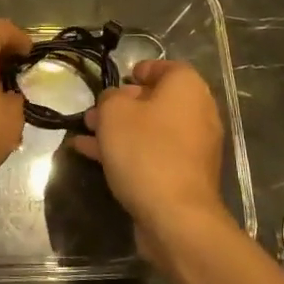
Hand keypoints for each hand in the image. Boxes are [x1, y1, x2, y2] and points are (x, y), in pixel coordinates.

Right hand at [71, 60, 228, 237]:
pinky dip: (128, 151)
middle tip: (94, 112)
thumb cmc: (145, 150)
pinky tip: (92, 155)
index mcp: (187, 89)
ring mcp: (193, 147)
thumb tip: (115, 101)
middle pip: (156, 100)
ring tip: (85, 134)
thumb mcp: (114, 113)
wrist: (175, 216)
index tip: (119, 80)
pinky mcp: (184, 175)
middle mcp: (197, 114)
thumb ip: (110, 98)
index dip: (140, 70)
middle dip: (122, 105)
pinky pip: (153, 153)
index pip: (166, 67)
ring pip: (151, 129)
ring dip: (119, 130)